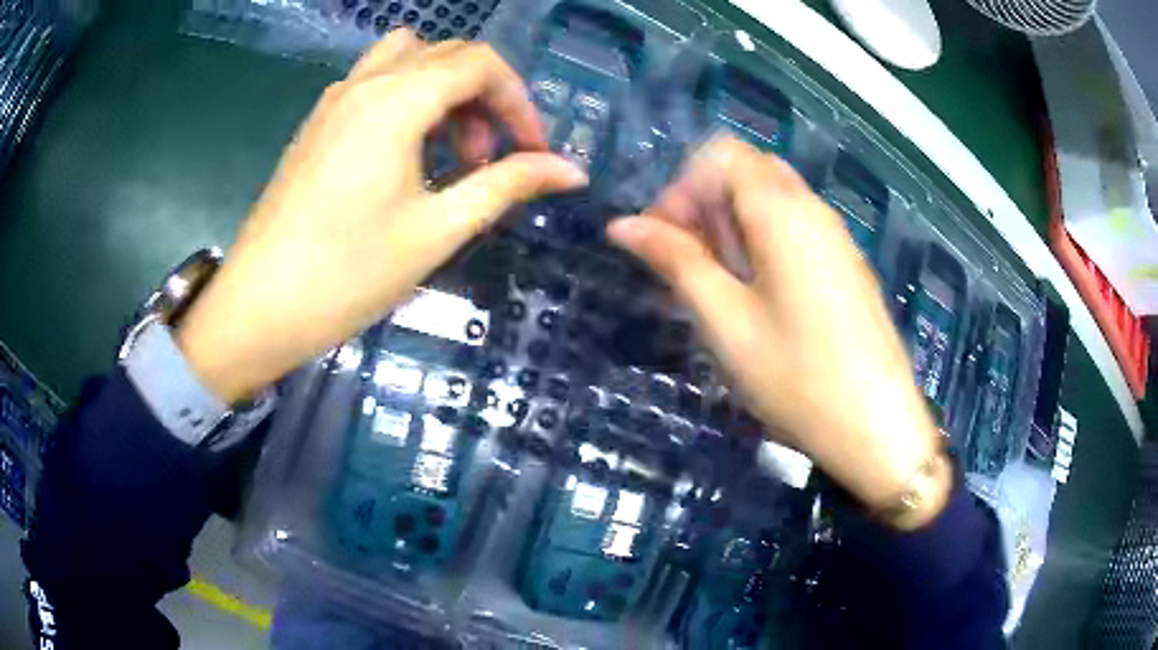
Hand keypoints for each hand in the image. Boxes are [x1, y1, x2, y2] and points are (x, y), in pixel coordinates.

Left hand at [176, 31, 587, 403]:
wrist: (259, 307)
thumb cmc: (348, 274)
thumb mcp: (437, 230)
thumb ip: (506, 186)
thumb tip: (570, 171)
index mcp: (397, 100)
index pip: (480, 65)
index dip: (519, 101)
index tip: (534, 151)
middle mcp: (366, 83)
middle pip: (447, 55)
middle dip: (485, 96)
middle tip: (490, 157)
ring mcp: (335, 100)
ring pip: (408, 59)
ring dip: (445, 90)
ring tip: (449, 151)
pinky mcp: (318, 122)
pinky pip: (376, 82)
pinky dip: (409, 98)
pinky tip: (406, 155)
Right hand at [607, 137, 948, 529]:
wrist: (877, 428)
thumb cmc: (797, 377)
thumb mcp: (726, 321)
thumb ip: (676, 261)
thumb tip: (623, 225)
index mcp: (783, 211)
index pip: (722, 155)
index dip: (682, 187)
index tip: (663, 240)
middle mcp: (813, 209)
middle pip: (747, 173)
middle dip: (705, 205)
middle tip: (686, 265)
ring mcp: (835, 237)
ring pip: (771, 202)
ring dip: (732, 227)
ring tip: (717, 287)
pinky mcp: (845, 265)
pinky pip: (795, 229)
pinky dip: (762, 243)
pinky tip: (756, 297)